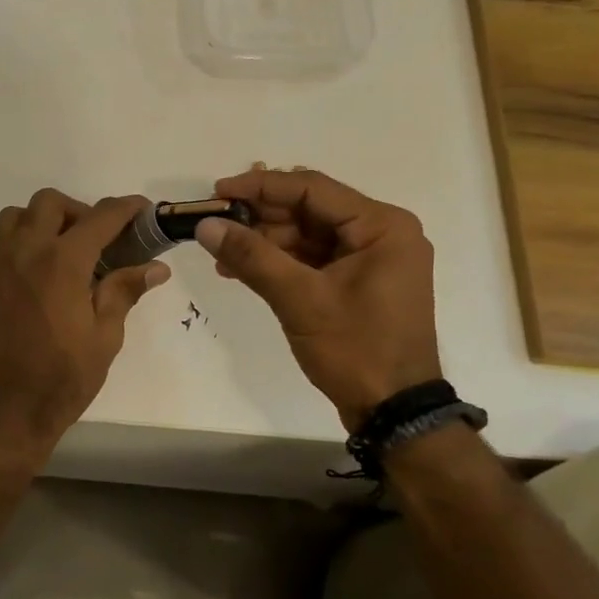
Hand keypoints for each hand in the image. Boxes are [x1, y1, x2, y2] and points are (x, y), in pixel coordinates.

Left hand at [0, 190, 169, 456]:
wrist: (5, 410)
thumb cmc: (63, 378)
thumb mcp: (105, 337)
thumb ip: (124, 291)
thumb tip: (156, 267)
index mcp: (61, 262)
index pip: (99, 218)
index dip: (126, 209)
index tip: (145, 210)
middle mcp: (27, 252)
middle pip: (51, 203)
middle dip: (82, 211)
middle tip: (103, 240)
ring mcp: (3, 266)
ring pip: (19, 215)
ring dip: (46, 219)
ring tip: (70, 249)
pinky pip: (6, 240)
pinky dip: (29, 238)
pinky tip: (50, 272)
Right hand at [195, 167, 441, 430]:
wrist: (393, 412)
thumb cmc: (356, 349)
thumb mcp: (300, 299)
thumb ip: (251, 257)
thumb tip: (205, 224)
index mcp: (381, 226)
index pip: (312, 189)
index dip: (261, 187)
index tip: (218, 191)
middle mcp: (381, 232)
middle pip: (309, 209)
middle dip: (260, 217)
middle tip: (215, 223)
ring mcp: (371, 258)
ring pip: (307, 234)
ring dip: (264, 241)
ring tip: (221, 252)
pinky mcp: (358, 281)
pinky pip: (313, 258)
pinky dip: (279, 262)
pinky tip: (240, 269)